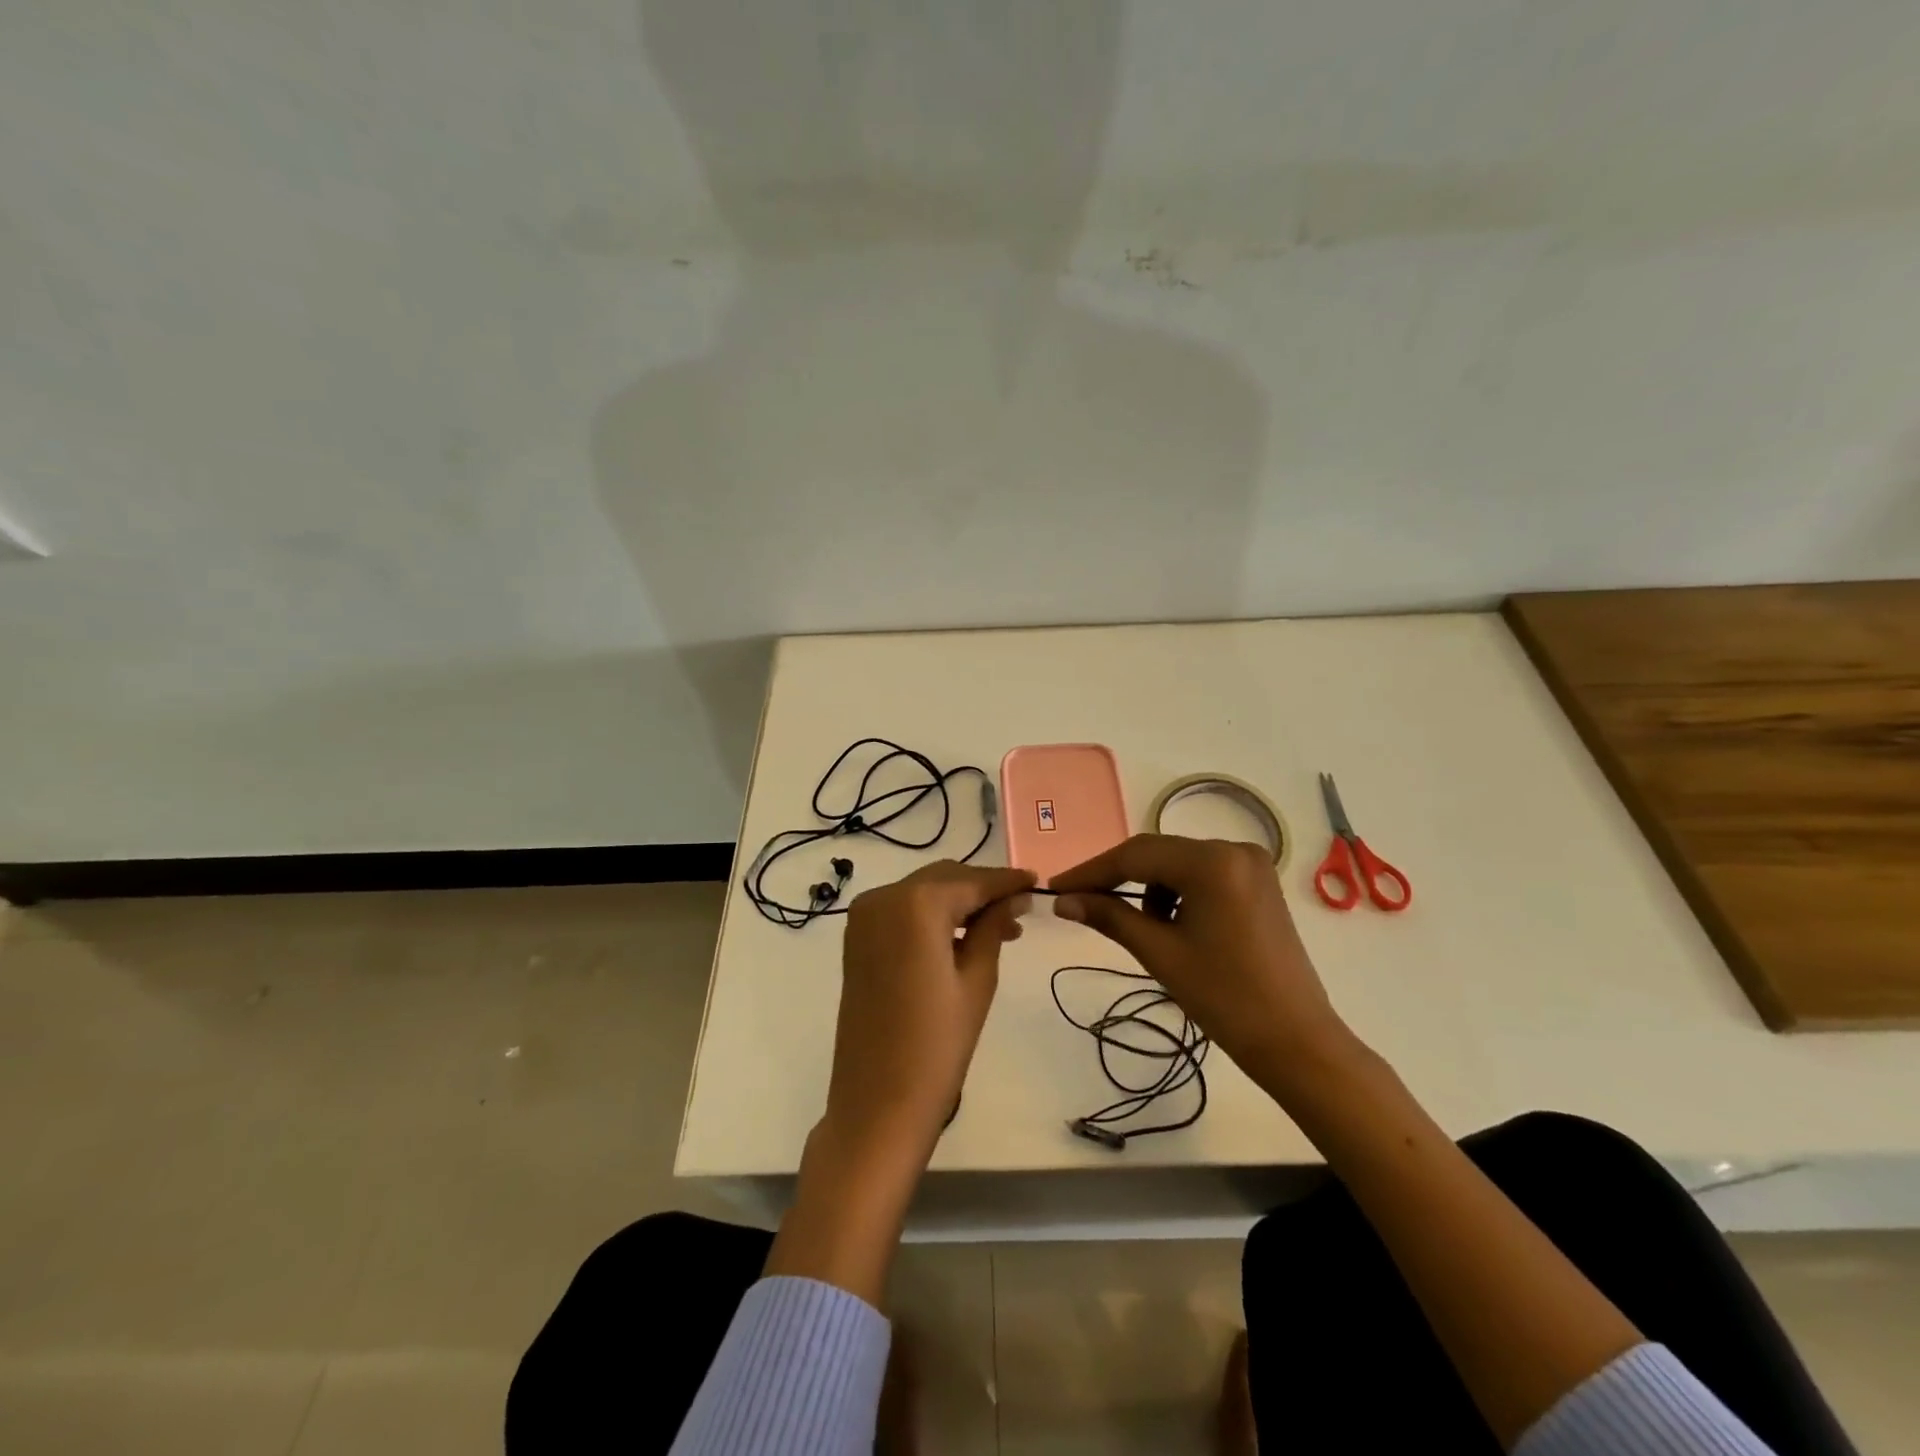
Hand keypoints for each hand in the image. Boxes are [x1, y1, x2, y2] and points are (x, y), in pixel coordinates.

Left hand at [822, 860, 1035, 1168]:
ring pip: (923, 891)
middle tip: (1019, 913)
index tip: (1036, 882)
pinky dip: (931, 915)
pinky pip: (902, 910)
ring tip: (997, 929)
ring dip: (958, 902)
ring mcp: (863, 916)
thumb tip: (1014, 897)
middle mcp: (883, 897)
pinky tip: (959, 937)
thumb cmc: (937, 1045)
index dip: (1007, 881)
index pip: (972, 881)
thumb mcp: (977, 981)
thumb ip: (993, 927)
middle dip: (982, 890)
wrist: (877, 1103)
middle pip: (945, 878)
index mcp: (916, 904)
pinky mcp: (856, 937)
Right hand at [1049, 835, 1358, 1106]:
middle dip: (1117, 879)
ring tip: (1141, 930)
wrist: (1296, 1041)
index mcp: (1212, 861)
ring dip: (1149, 889)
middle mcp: (1234, 849)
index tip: (1056, 888)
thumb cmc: (1225, 998)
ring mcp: (1251, 864)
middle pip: (1158, 855)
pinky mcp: (1258, 883)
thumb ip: (1109, 916)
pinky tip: (1172, 926)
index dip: (1091, 871)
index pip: (1136, 856)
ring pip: (1178, 865)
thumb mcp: (1160, 953)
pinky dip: (1177, 894)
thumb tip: (1063, 900)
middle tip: (1079, 902)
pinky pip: (1202, 876)